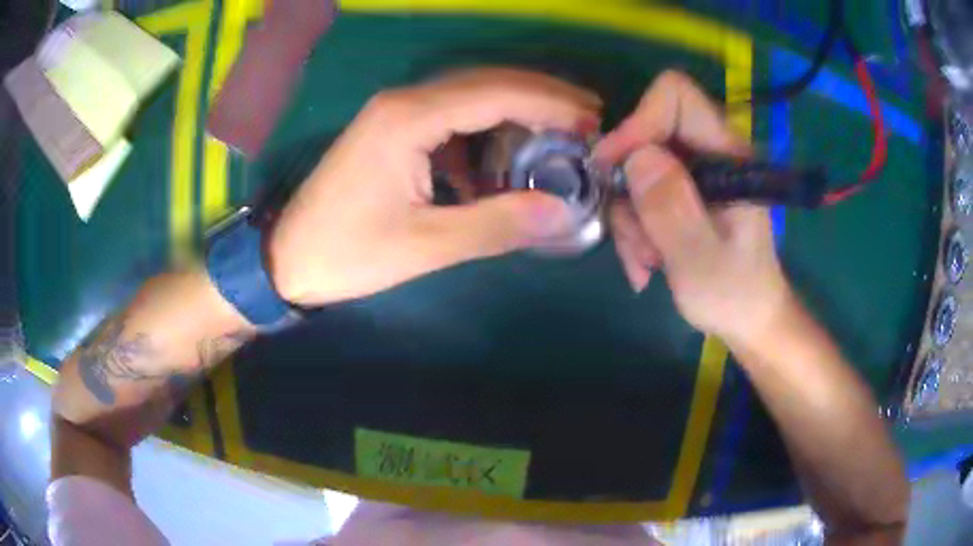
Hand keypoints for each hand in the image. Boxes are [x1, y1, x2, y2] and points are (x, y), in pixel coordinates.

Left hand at [269, 69, 601, 306]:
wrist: (288, 258)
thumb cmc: (348, 253)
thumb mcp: (426, 246)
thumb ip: (496, 224)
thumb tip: (563, 213)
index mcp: (409, 118)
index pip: (496, 92)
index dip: (551, 103)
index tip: (593, 120)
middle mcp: (404, 101)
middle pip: (487, 82)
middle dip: (543, 96)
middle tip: (589, 118)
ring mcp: (395, 112)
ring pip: (471, 95)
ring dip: (518, 111)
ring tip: (562, 133)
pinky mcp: (392, 130)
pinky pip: (452, 117)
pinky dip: (487, 132)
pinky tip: (506, 160)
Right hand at [595, 71, 791, 345]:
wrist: (748, 317)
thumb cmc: (734, 294)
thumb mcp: (700, 260)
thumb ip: (671, 209)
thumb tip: (635, 157)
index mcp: (728, 155)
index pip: (677, 96)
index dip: (640, 121)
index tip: (615, 168)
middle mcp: (710, 152)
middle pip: (646, 135)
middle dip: (628, 187)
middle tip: (633, 238)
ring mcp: (695, 171)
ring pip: (637, 169)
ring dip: (630, 218)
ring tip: (645, 262)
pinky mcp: (683, 190)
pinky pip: (640, 192)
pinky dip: (635, 227)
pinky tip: (646, 262)